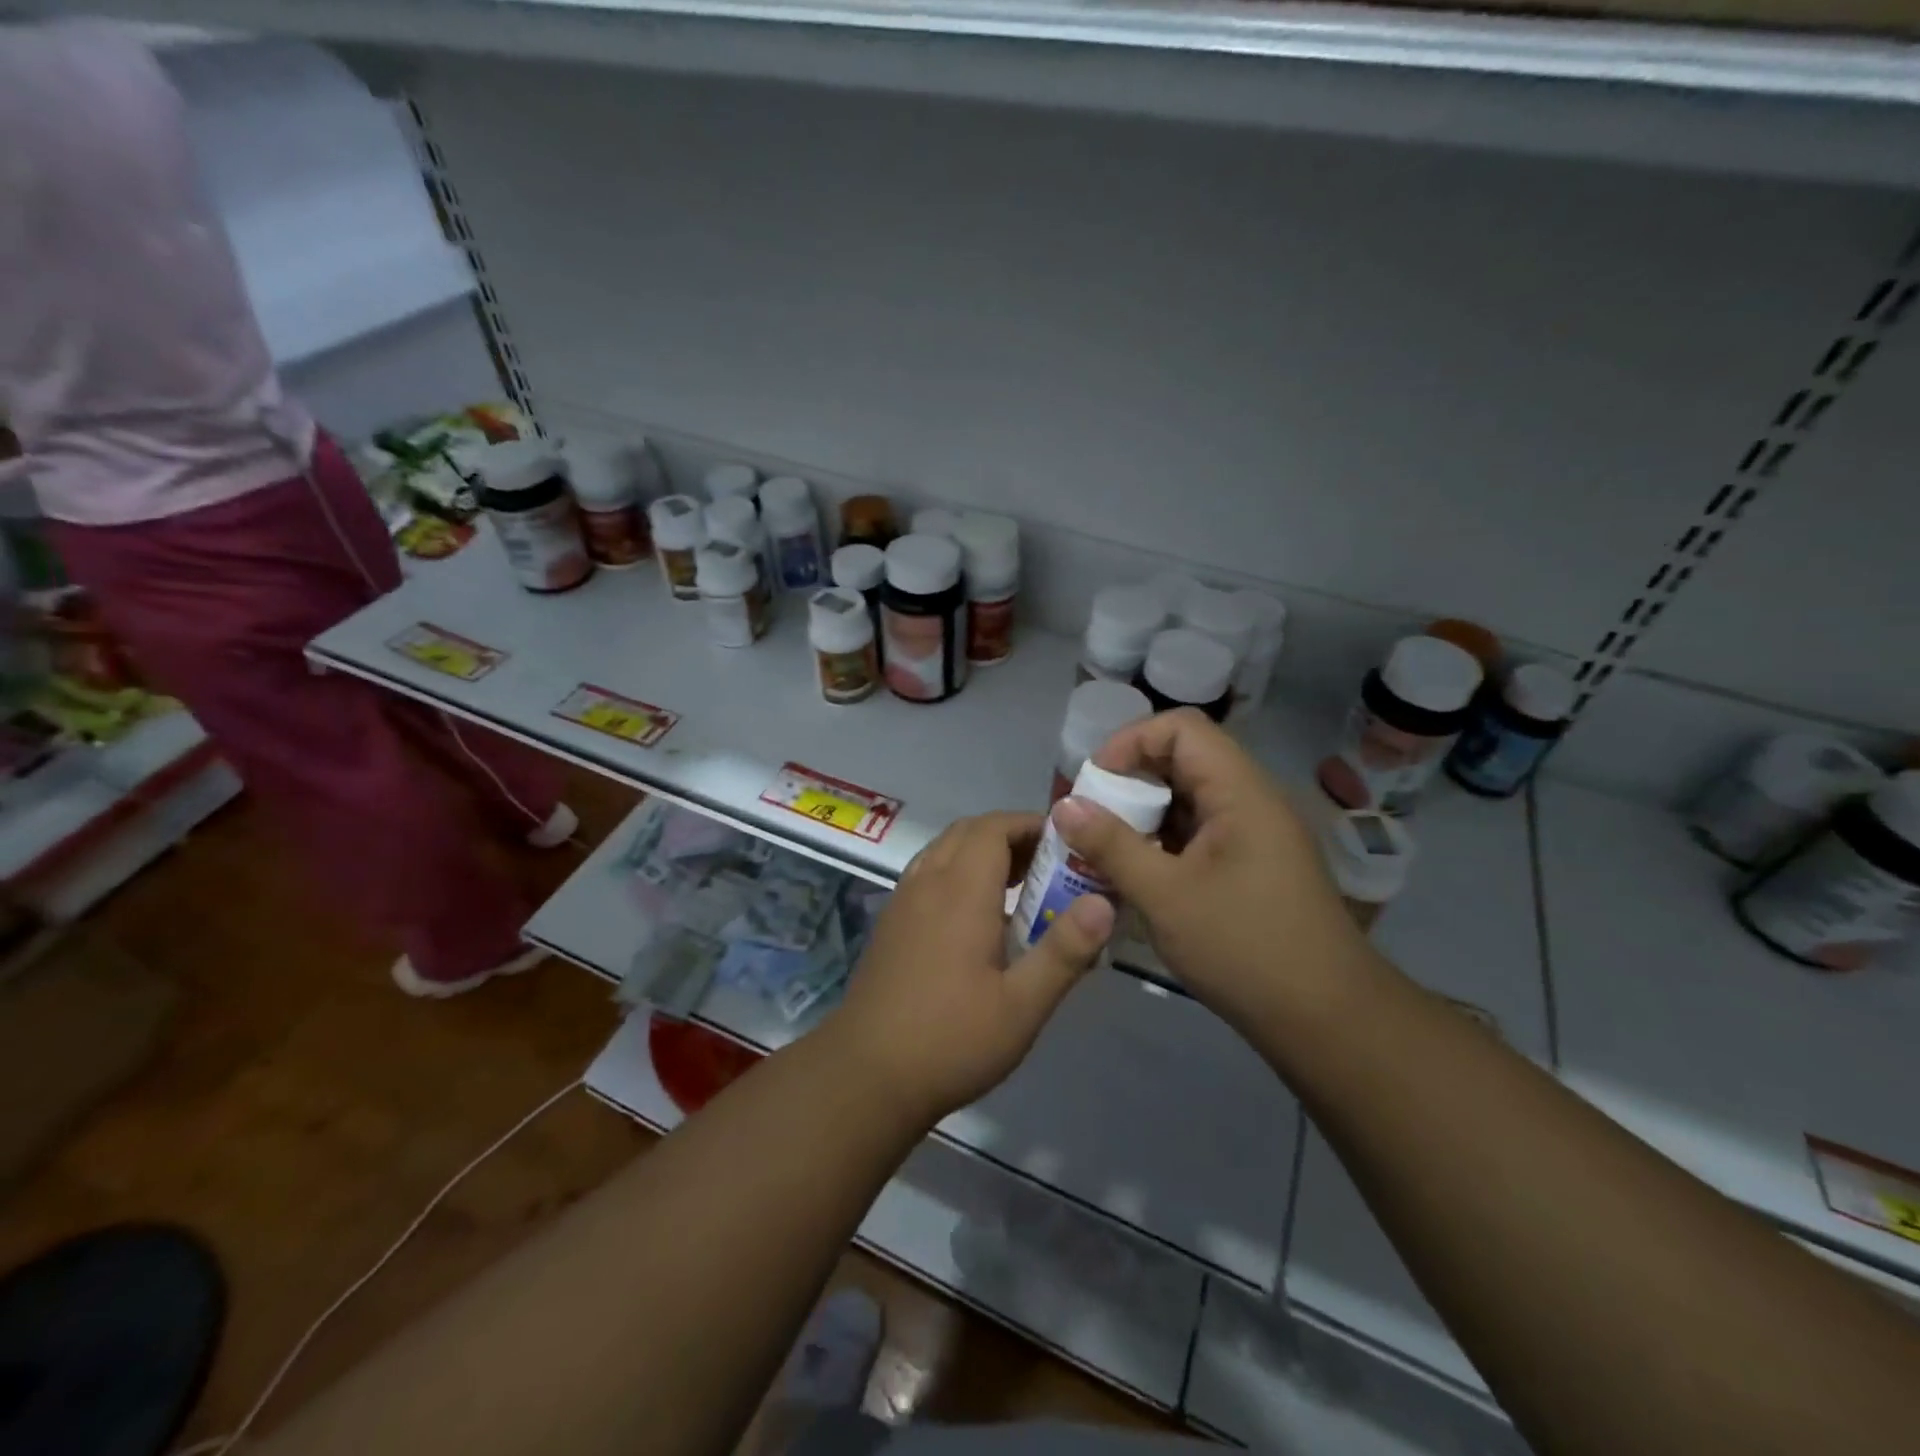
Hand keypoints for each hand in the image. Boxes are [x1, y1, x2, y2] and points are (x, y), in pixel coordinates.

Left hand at [828, 812, 1114, 1125]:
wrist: (866, 1076)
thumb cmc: (951, 1040)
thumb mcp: (1022, 1005)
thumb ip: (1064, 950)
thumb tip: (1104, 902)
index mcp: (960, 892)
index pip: (994, 828)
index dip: (1031, 824)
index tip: (1067, 842)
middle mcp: (927, 883)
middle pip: (968, 832)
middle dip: (1010, 835)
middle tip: (1050, 864)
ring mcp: (903, 901)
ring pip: (945, 850)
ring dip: (982, 851)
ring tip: (1020, 885)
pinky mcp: (890, 923)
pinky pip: (928, 874)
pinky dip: (958, 871)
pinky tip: (977, 917)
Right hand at [1054, 709, 1374, 1035]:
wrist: (1326, 1020)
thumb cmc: (1245, 948)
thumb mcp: (1165, 896)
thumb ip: (1111, 845)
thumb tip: (1064, 805)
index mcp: (1240, 791)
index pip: (1181, 728)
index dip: (1130, 743)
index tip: (1094, 785)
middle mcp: (1250, 800)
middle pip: (1181, 761)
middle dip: (1128, 784)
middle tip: (1089, 822)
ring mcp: (1253, 834)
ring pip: (1187, 800)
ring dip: (1142, 818)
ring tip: (1103, 851)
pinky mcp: (1250, 865)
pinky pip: (1197, 833)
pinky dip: (1162, 844)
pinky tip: (1136, 877)